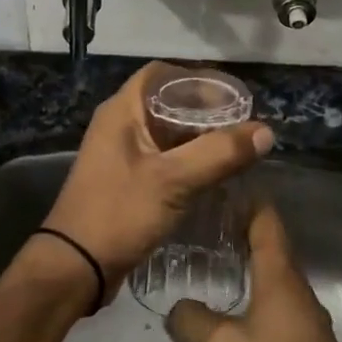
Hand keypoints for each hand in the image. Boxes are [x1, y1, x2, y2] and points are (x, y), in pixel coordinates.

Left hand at [44, 62, 272, 301]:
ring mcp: (122, 155)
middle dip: (206, 112)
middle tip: (244, 126)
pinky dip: (190, 161)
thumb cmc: (119, 212)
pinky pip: (165, 159)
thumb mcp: (173, 180)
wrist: (76, 266)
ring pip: (168, 134)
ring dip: (200, 139)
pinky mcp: (128, 181)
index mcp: (122, 111)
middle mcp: (120, 125)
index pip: (161, 74)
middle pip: (167, 104)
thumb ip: (219, 153)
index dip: (197, 79)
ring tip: (237, 149)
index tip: (233, 96)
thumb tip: (266, 132)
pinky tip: (216, 174)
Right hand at [165, 203, 341, 341]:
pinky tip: (228, 305)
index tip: (214, 185)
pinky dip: (251, 288)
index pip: (266, 218)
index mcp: (280, 275)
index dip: (245, 196)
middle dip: (237, 225)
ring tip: (206, 257)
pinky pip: (273, 298)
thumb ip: (193, 322)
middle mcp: (295, 285)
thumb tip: (173, 308)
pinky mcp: (303, 339)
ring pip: (271, 271)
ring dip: (244, 259)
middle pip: (268, 241)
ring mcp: (303, 313)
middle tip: (198, 220)